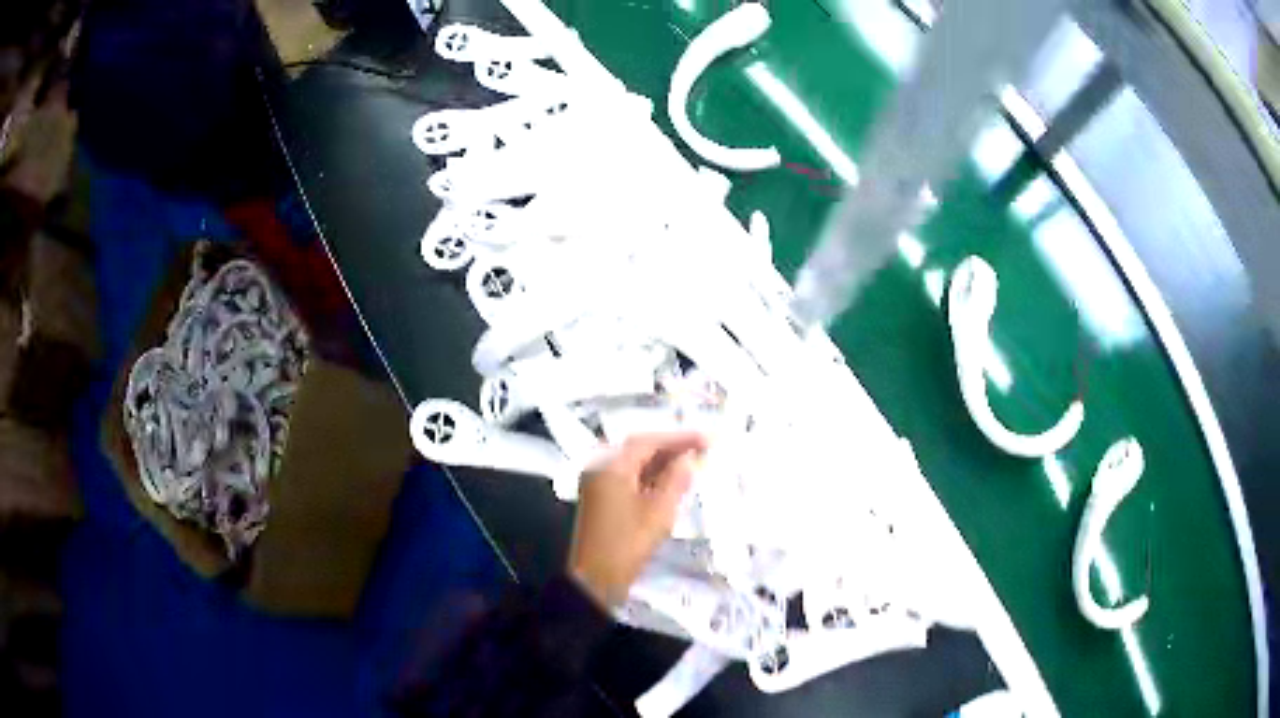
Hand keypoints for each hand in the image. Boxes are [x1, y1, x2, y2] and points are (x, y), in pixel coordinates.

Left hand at [568, 432, 707, 608]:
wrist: (595, 579)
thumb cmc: (628, 543)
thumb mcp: (659, 511)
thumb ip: (676, 480)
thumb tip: (688, 458)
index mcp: (611, 466)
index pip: (648, 441)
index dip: (679, 438)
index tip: (707, 438)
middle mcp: (601, 468)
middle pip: (639, 449)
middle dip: (671, 448)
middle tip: (703, 449)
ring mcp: (598, 484)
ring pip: (634, 464)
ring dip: (662, 463)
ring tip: (693, 463)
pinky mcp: (601, 499)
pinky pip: (628, 478)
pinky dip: (650, 477)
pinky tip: (671, 483)